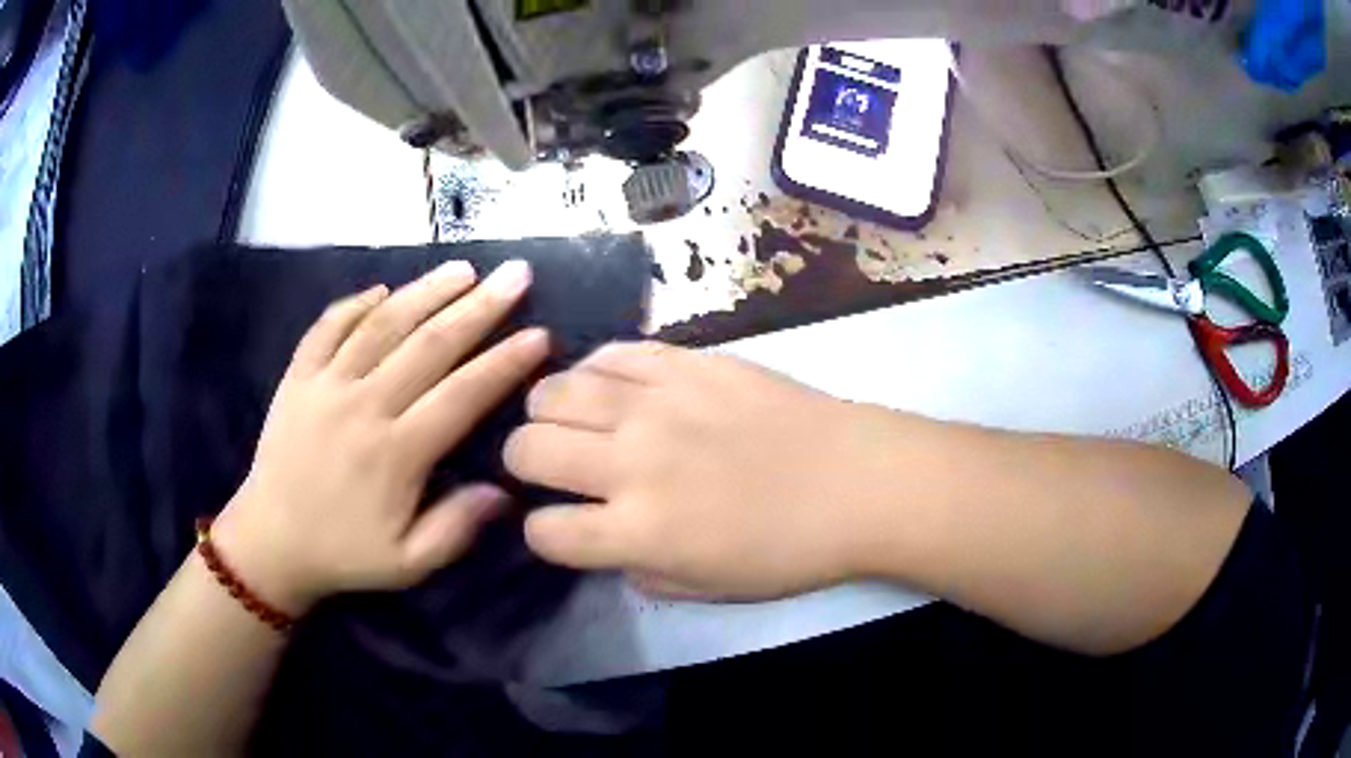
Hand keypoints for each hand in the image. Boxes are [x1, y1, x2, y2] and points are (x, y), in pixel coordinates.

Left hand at [213, 260, 548, 614]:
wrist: (271, 542)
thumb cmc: (344, 554)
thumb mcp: (408, 563)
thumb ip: (456, 528)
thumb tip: (504, 490)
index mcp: (396, 454)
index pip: (462, 395)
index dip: (504, 363)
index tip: (539, 334)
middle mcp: (363, 406)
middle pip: (429, 345)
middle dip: (479, 307)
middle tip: (515, 275)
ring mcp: (326, 384)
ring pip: (382, 324)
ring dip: (425, 291)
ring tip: (463, 268)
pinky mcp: (297, 376)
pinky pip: (328, 326)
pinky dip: (356, 303)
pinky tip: (383, 289)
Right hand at [504, 343, 910, 599]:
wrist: (856, 481)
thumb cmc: (789, 549)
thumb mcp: (706, 588)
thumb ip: (637, 569)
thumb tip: (605, 538)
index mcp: (639, 532)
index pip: (545, 532)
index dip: (543, 534)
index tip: (562, 528)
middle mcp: (632, 463)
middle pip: (528, 450)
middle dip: (524, 463)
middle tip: (552, 466)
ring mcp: (656, 403)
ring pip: (554, 391)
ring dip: (547, 411)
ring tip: (571, 420)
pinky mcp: (685, 361)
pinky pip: (612, 353)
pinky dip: (596, 372)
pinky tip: (612, 388)